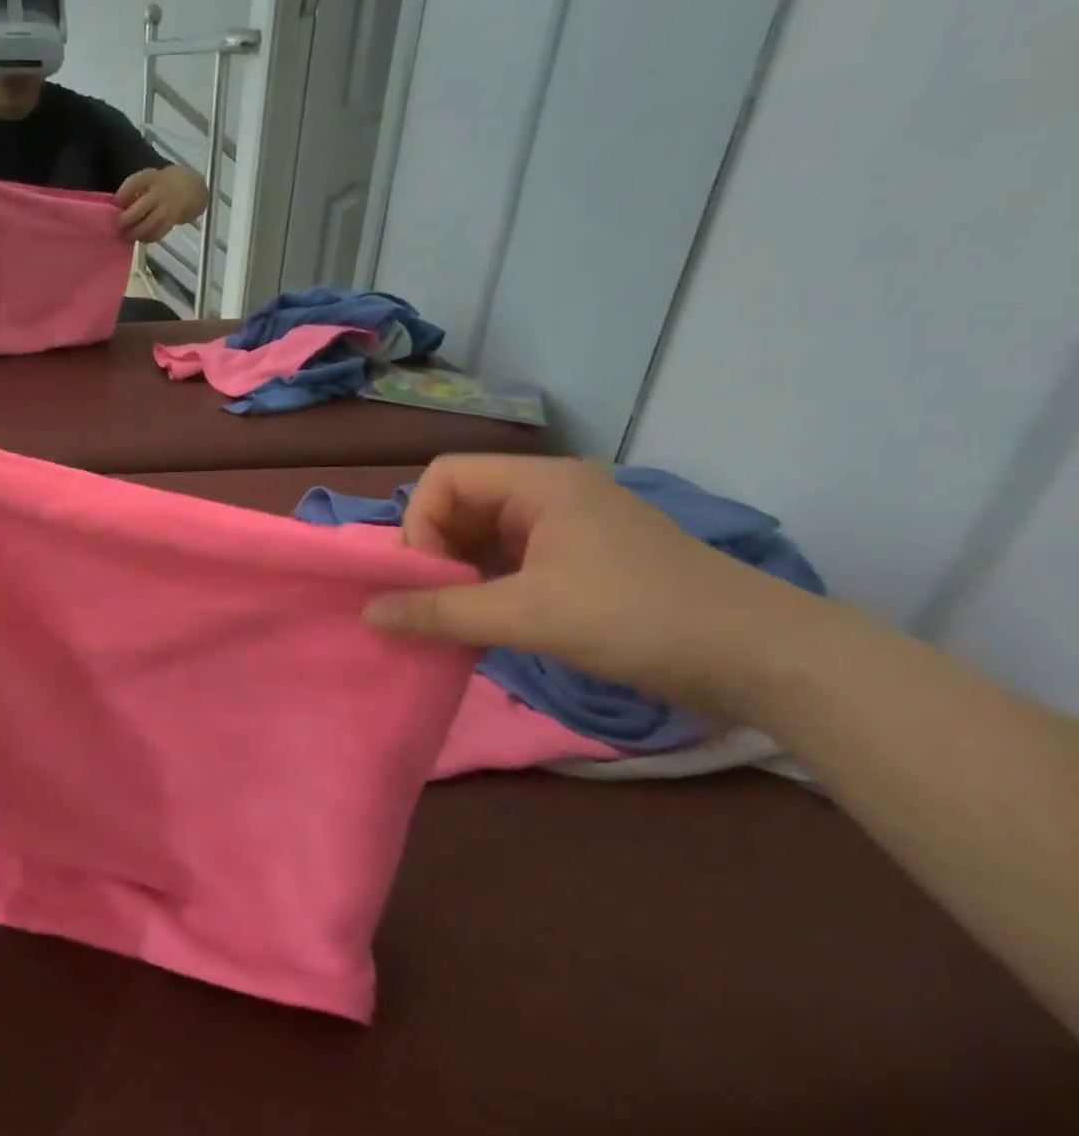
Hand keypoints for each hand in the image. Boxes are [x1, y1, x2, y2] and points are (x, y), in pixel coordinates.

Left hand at [116, 167, 184, 243]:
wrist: (191, 189)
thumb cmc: (164, 183)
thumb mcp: (150, 177)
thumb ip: (134, 189)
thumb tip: (117, 205)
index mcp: (151, 177)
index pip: (134, 183)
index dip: (123, 194)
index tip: (116, 202)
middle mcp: (159, 192)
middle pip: (140, 208)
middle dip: (126, 219)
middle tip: (118, 226)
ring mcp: (167, 208)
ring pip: (149, 224)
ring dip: (136, 232)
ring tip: (127, 236)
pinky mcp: (172, 220)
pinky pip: (158, 232)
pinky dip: (148, 237)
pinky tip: (141, 239)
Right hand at [364, 456, 815, 712]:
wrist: (765, 658)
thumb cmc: (639, 618)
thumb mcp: (530, 615)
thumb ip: (443, 612)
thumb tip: (369, 612)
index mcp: (539, 482)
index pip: (444, 477)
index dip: (420, 523)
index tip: (427, 578)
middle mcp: (551, 492)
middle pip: (461, 503)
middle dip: (438, 552)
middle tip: (438, 603)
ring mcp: (571, 525)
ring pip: (486, 535)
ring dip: (462, 573)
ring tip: (460, 618)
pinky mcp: (585, 559)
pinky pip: (514, 560)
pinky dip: (491, 586)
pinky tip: (492, 623)